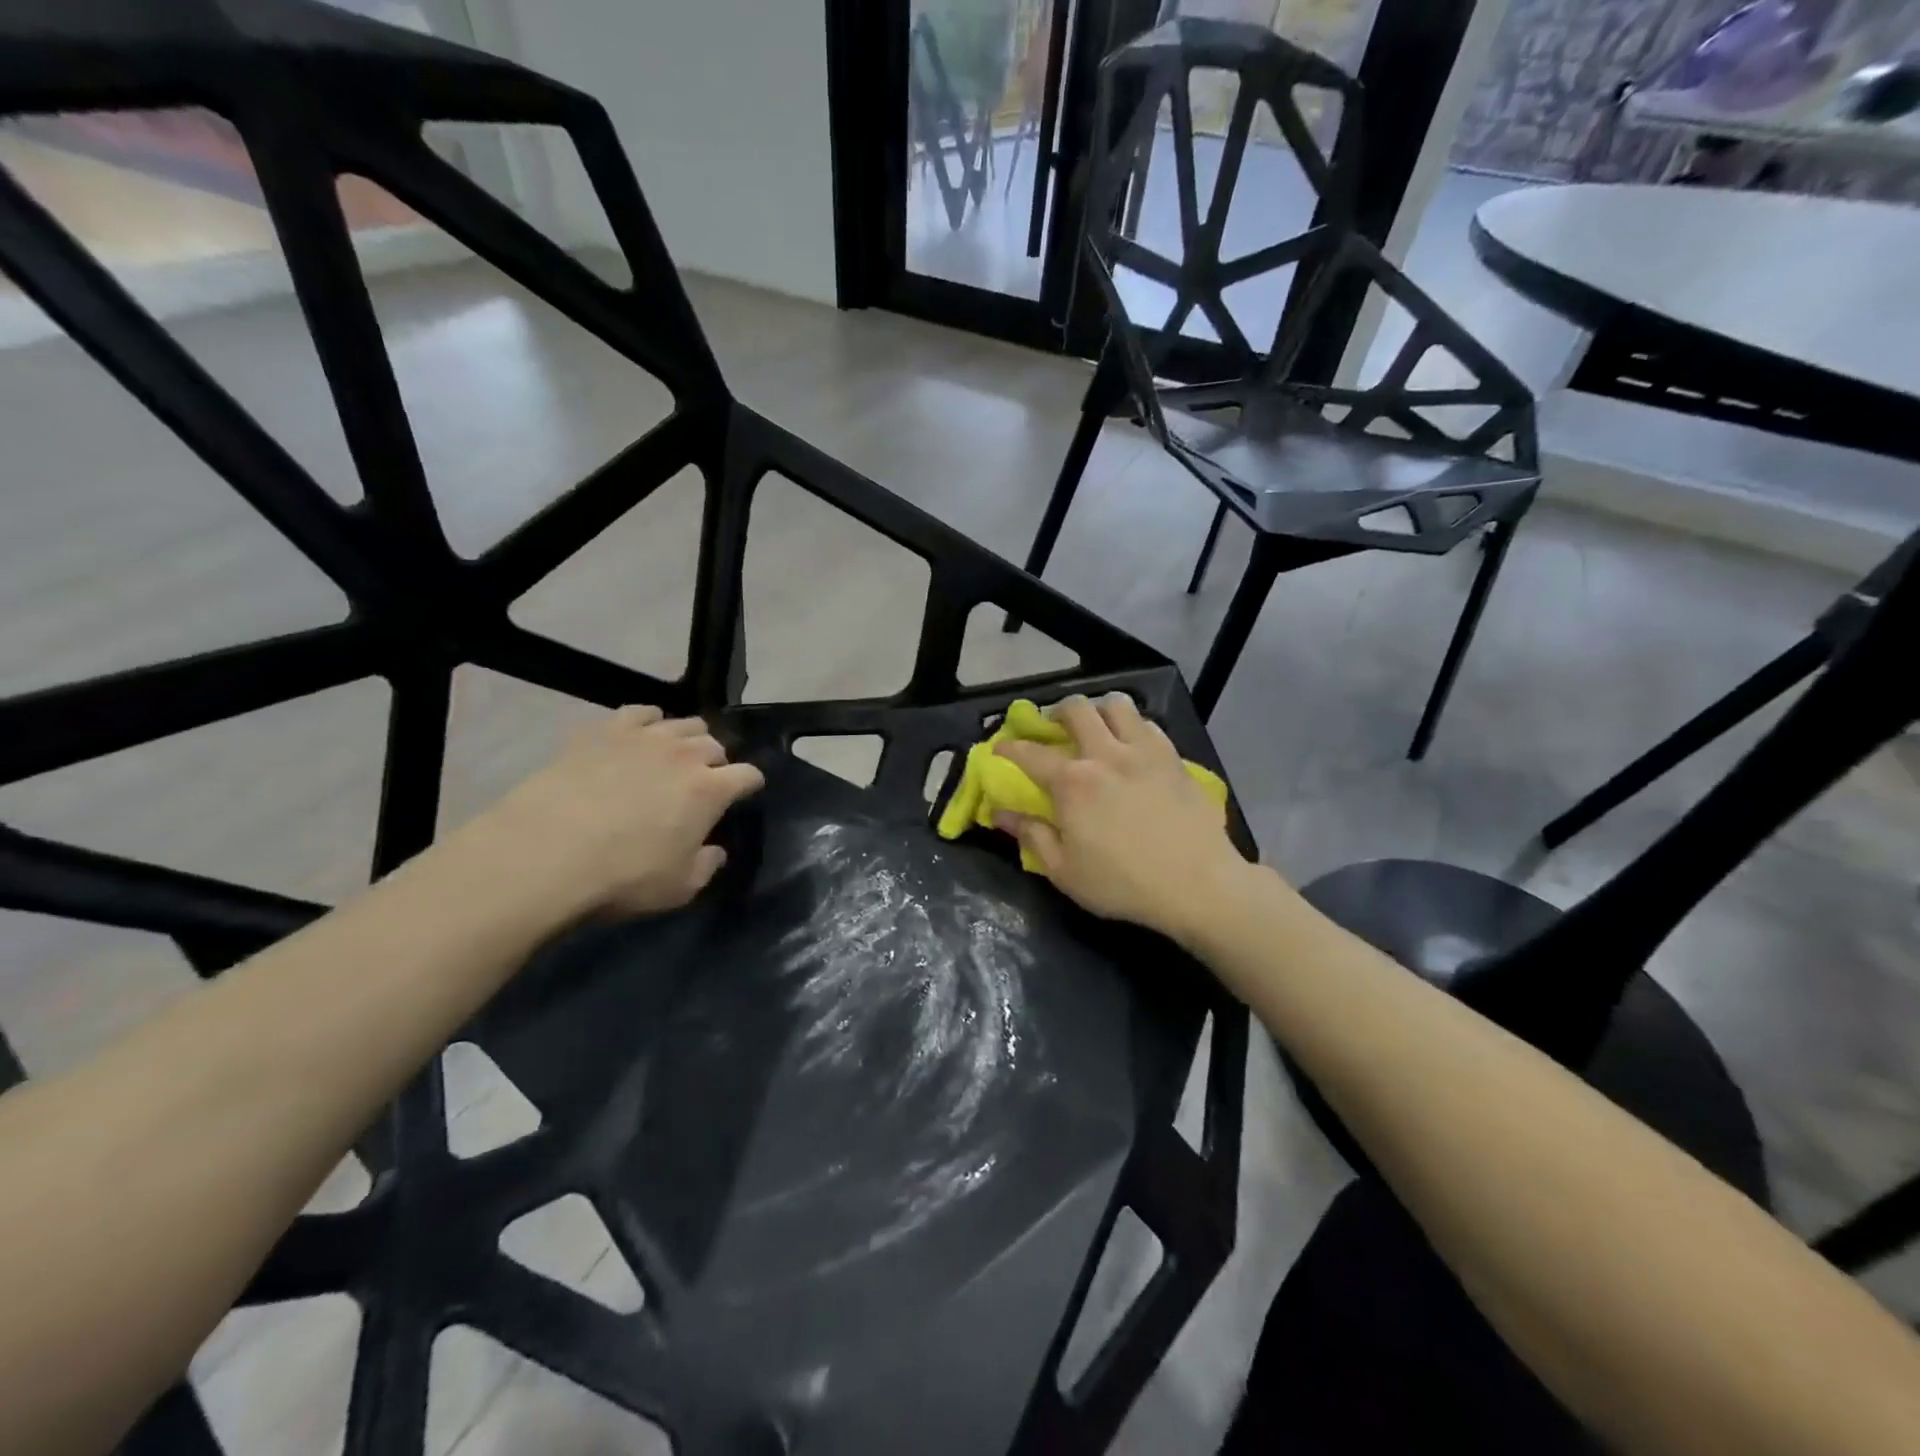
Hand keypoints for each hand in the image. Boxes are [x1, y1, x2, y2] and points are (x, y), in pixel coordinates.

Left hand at [468, 706, 764, 919]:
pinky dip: (648, 721)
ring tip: (676, 755)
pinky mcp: (603, 731)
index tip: (746, 793)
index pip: (748, 775)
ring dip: (687, 738)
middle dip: (717, 761)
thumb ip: (706, 866)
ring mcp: (643, 738)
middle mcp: (684, 754)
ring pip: (682, 723)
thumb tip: (715, 851)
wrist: (546, 853)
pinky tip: (640, 734)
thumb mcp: (679, 888)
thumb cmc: (623, 876)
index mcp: (710, 790)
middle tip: (705, 780)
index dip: (750, 784)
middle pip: (715, 745)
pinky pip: (638, 712)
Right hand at [993, 694, 1252, 944]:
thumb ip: (1031, 836)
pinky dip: (1133, 726)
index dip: (1009, 747)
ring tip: (1097, 726)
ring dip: (1099, 710)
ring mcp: (1144, 751)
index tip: (999, 748)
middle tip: (1053, 728)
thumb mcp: (1064, 870)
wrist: (1197, 884)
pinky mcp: (1173, 758)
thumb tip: (1000, 814)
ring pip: (1117, 705)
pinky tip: (1133, 744)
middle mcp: (1105, 755)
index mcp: (1072, 783)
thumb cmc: (1123, 883)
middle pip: (1076, 710)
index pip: (1030, 753)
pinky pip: (1149, 724)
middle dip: (1056, 712)